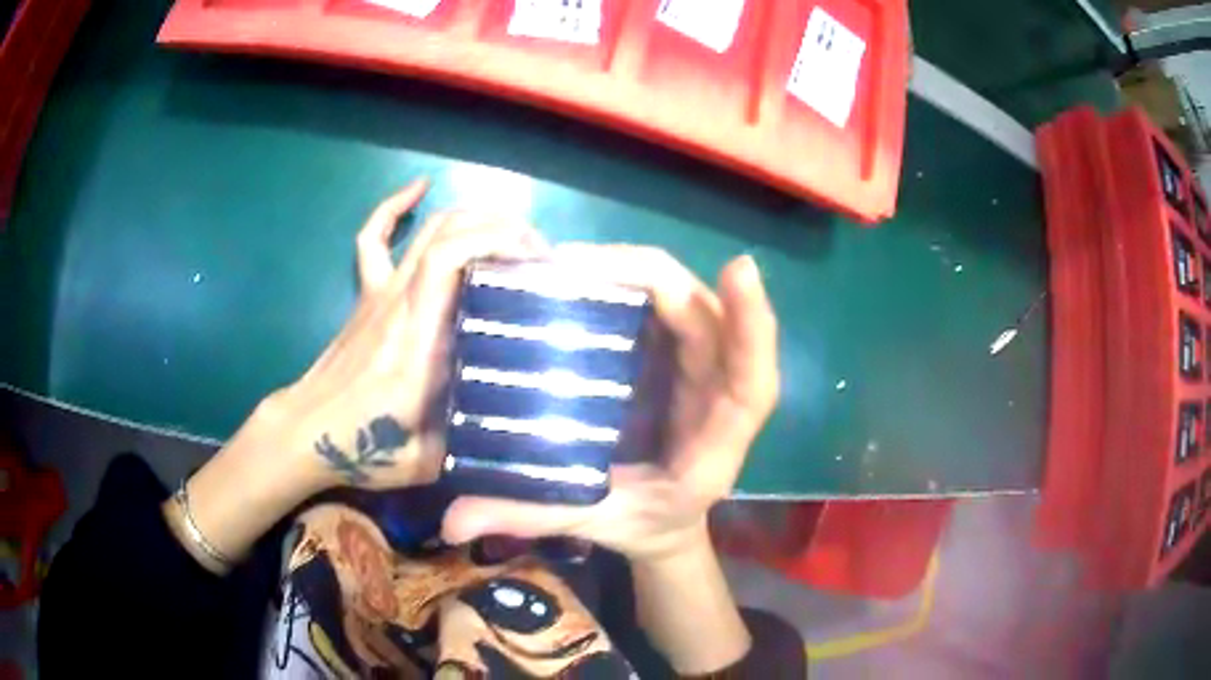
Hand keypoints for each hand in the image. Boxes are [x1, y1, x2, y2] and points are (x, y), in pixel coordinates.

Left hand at [268, 179, 548, 491]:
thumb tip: (517, 425)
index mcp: (419, 341)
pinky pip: (375, 237)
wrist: (302, 432)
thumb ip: (472, 442)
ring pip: (426, 229)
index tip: (541, 259)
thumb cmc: (362, 449)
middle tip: (539, 251)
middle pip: (448, 232)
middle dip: (501, 226)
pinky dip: (396, 206)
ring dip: (472, 216)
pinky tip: (420, 188)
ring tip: (509, 228)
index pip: (452, 261)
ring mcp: (379, 293)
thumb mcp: (428, 461)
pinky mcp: (365, 294)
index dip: (499, 242)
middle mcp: (400, 303)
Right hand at [440, 245, 779, 562]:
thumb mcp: (597, 522)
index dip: (753, 324)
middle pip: (705, 316)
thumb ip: (533, 516)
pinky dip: (625, 281)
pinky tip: (576, 276)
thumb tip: (452, 521)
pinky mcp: (674, 353)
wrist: (664, 522)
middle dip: (645, 278)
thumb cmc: (646, 523)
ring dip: (630, 271)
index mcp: (718, 440)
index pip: (752, 379)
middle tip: (567, 266)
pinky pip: (659, 304)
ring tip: (562, 265)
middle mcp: (718, 390)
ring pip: (681, 298)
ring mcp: (698, 365)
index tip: (739, 269)